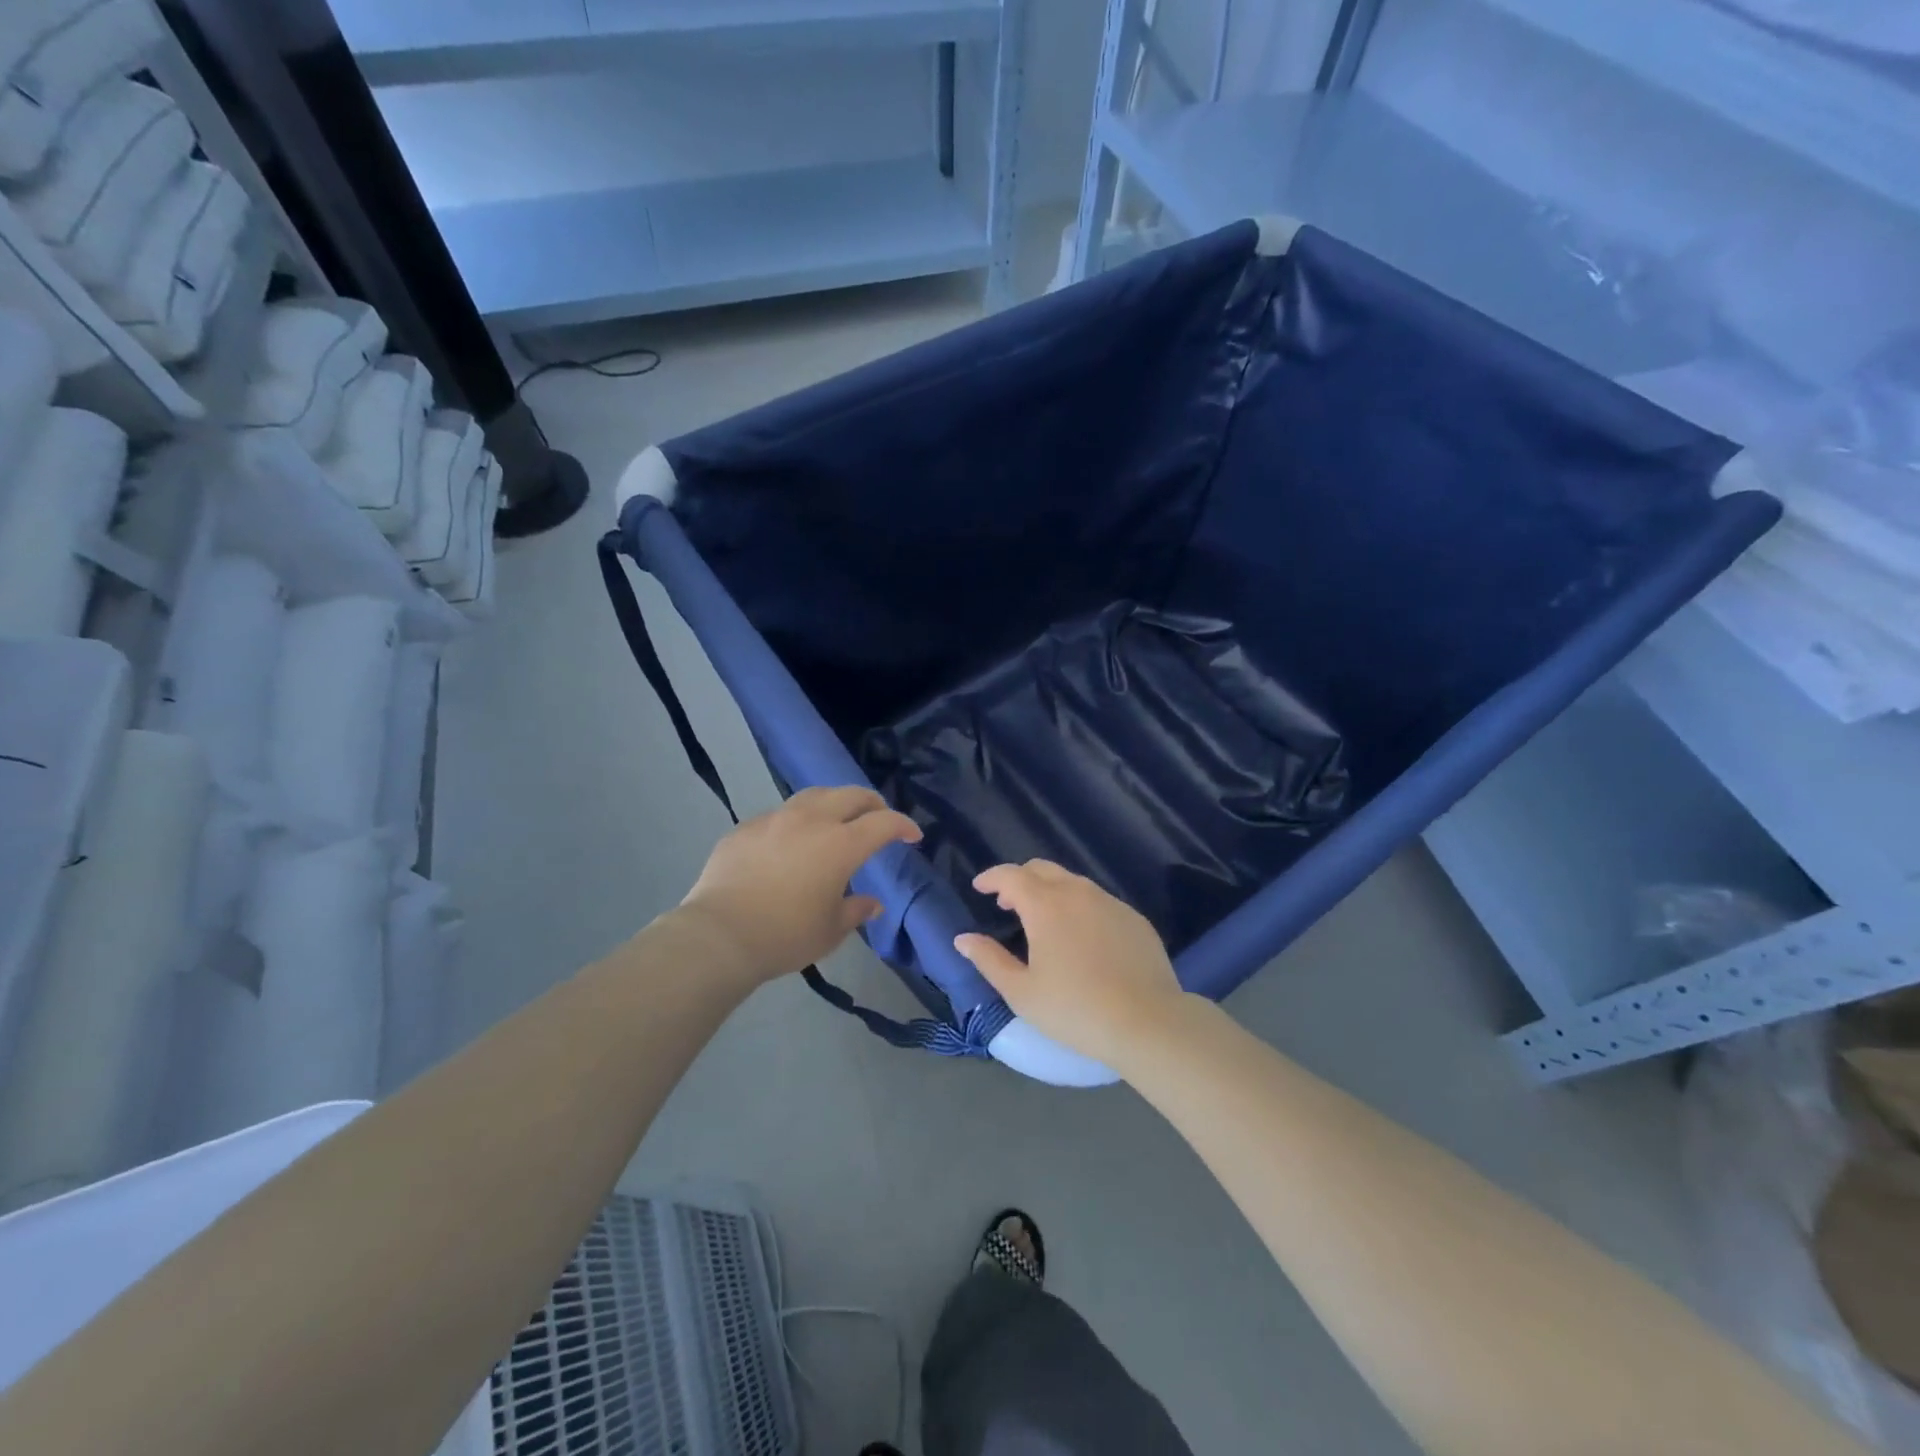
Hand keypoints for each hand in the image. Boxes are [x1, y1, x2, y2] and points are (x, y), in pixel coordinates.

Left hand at [674, 786, 921, 987]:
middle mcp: (812, 820)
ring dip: (834, 803)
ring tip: (836, 820)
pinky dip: (796, 821)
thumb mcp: (830, 930)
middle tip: (878, 818)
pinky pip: (780, 814)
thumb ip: (855, 910)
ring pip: (814, 795)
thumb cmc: (785, 935)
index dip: (903, 825)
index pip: (884, 822)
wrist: (719, 934)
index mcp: (841, 844)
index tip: (912, 836)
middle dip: (872, 803)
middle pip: (851, 795)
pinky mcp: (746, 827)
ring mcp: (775, 819)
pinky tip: (790, 842)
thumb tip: (871, 902)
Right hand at [952, 861, 1189, 1069]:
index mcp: (1045, 905)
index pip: (1011, 875)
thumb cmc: (1075, 1009)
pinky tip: (1082, 938)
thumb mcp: (1021, 992)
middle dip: (1020, 879)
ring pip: (1073, 883)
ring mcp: (1110, 903)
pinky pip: (1099, 901)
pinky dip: (1080, 907)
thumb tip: (963, 938)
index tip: (979, 887)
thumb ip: (989, 959)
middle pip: (1042, 869)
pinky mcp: (1134, 918)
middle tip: (1007, 904)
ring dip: (1051, 891)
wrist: (1148, 1022)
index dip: (992, 877)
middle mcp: (1078, 893)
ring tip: (1043, 921)